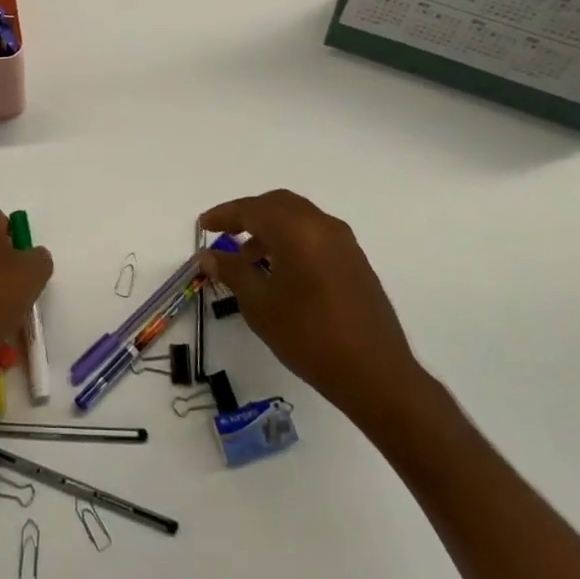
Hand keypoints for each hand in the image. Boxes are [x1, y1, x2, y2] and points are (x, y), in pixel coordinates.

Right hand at [198, 190, 428, 436]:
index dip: (224, 215)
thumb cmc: (308, 336)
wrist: (375, 374)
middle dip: (248, 215)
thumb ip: (232, 271)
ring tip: (248, 259)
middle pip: (277, 204)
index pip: (252, 209)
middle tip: (225, 233)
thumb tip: (209, 253)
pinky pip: (315, 234)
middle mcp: (322, 225)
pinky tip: (280, 270)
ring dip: (270, 228)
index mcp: (296, 230)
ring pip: (298, 218)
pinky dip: (291, 239)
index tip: (203, 225)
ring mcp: (344, 242)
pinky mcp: (355, 261)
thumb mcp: (259, 305)